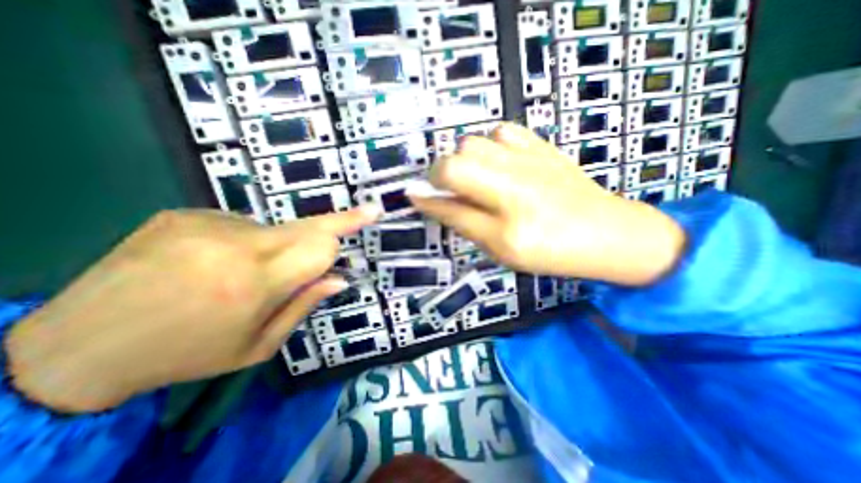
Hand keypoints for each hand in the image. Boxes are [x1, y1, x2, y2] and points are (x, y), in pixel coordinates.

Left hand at [3, 206, 378, 413]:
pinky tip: (214, 262)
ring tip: (243, 273)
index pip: (321, 246)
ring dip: (278, 246)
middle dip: (336, 223)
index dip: (348, 228)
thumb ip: (304, 305)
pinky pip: (240, 225)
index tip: (372, 212)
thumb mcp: (257, 345)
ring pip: (275, 228)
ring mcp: (206, 224)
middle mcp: (236, 245)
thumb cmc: (186, 354)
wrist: (77, 347)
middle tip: (364, 213)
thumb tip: (340, 278)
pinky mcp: (184, 214)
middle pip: (308, 225)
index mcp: (255, 283)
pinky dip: (245, 242)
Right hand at [409, 124, 686, 286]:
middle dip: (443, 174)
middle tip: (453, 191)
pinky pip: (502, 131)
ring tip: (478, 179)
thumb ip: (462, 222)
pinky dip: (491, 145)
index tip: (416, 196)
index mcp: (506, 219)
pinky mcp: (543, 146)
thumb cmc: (551, 252)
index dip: (427, 195)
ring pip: (474, 141)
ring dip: (465, 161)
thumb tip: (429, 201)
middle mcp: (515, 182)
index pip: (451, 196)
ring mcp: (531, 158)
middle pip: (458, 159)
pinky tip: (500, 163)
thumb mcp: (500, 249)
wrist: (608, 232)